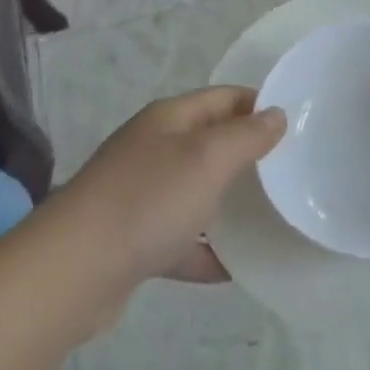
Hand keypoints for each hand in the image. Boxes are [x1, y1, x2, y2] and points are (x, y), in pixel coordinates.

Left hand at [57, 86, 285, 293]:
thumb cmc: (149, 200)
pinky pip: (179, 239)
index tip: (296, 125)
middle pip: (209, 143)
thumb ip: (246, 136)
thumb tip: (276, 113)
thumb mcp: (208, 158)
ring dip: (228, 203)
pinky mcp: (132, 241)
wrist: (73, 271)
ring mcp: (140, 196)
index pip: (223, 98)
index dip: (258, 105)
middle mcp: (153, 149)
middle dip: (247, 155)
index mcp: (169, 119)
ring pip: (195, 191)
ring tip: (270, 216)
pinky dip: (205, 250)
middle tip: (290, 172)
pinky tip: (234, 268)